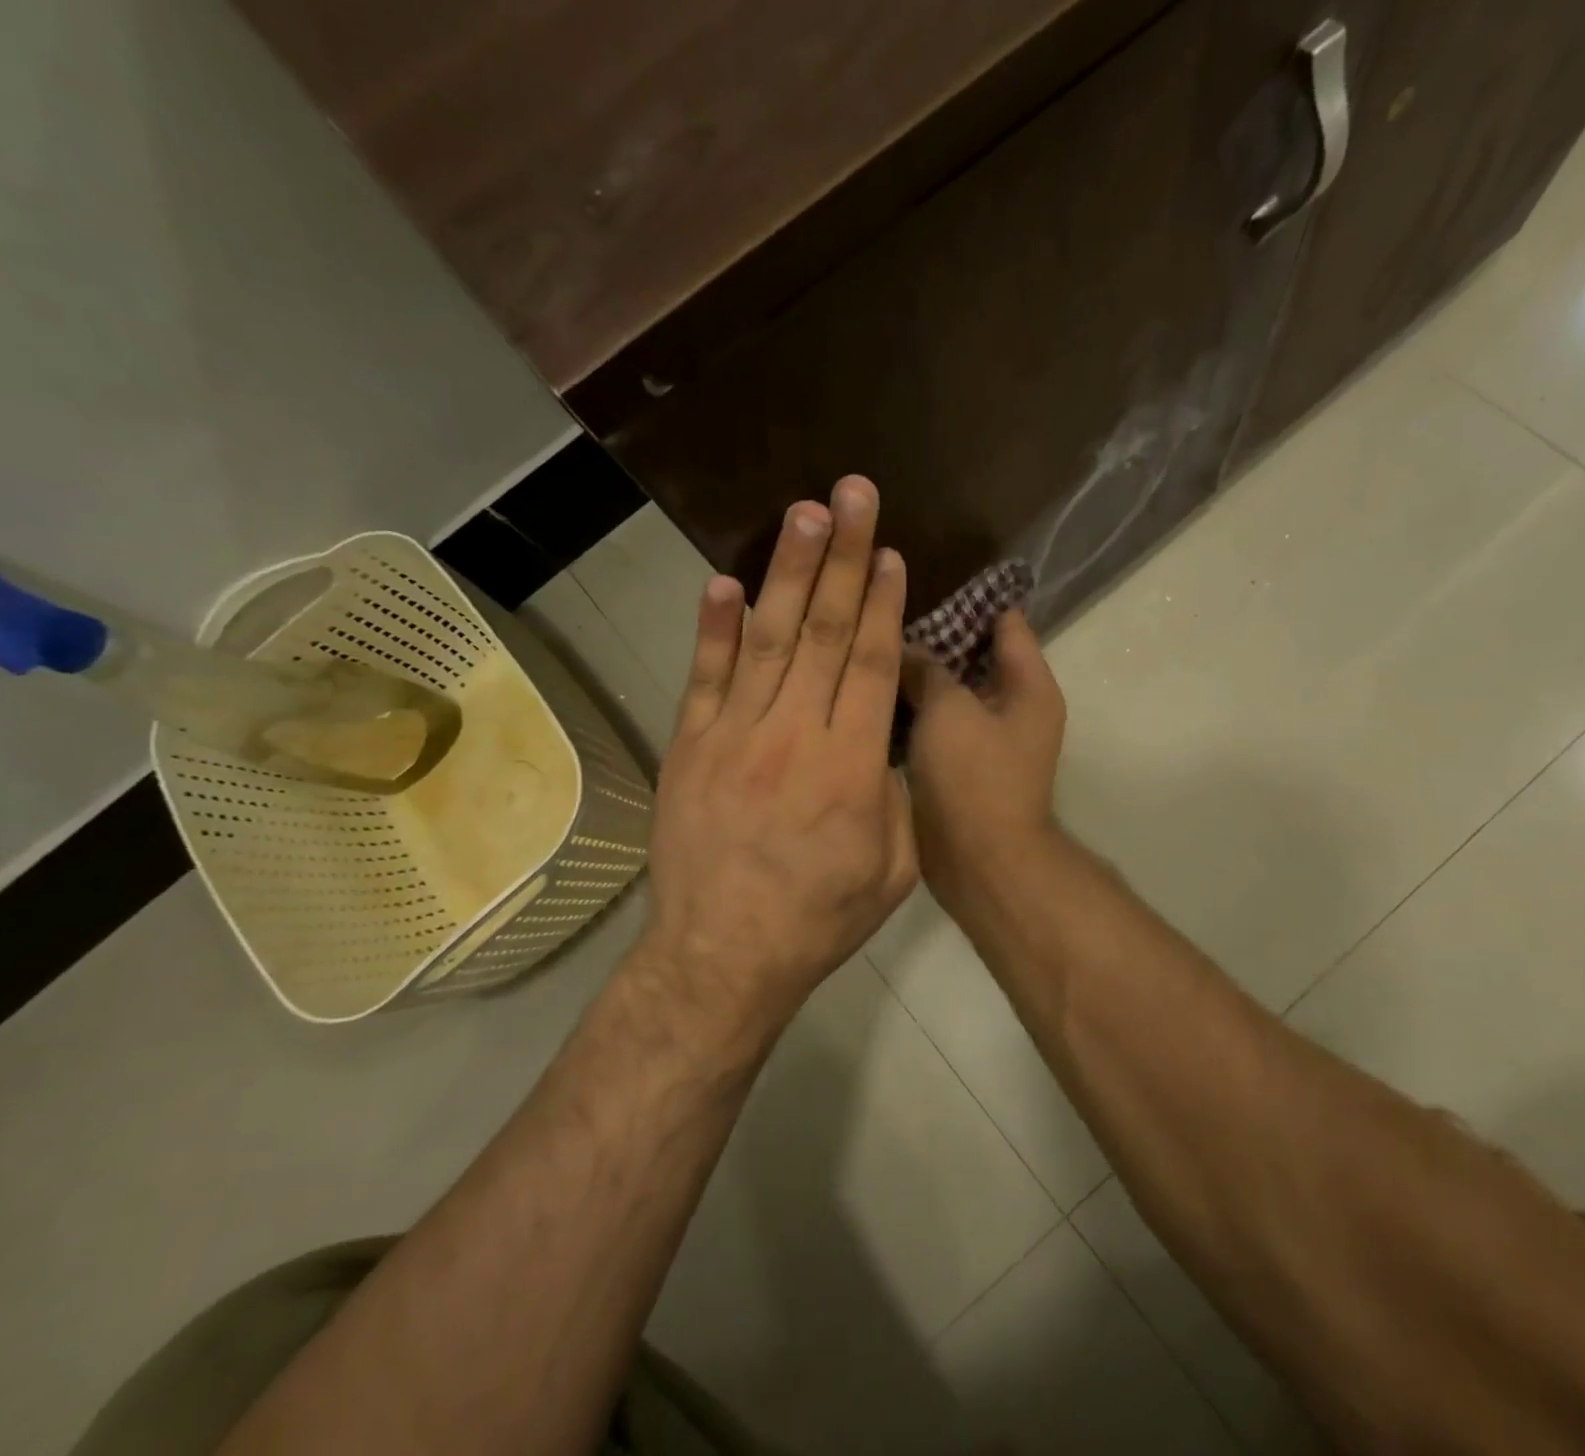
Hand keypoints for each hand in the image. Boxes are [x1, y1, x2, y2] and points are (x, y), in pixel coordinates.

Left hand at [641, 476, 917, 1031]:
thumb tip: (884, 745)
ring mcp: (733, 736)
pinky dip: (714, 628)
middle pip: (822, 632)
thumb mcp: (895, 868)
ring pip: (767, 639)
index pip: (868, 663)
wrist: (722, 956)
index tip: (889, 551)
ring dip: (787, 572)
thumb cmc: (819, 918)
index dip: (880, 602)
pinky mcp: (689, 747)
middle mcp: (792, 734)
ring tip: (804, 514)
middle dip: (842, 558)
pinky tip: (725, 582)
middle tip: (852, 495)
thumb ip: (895, 797)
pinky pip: (704, 677)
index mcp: (851, 766)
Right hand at [902, 611, 1067, 914]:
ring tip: (873, 647)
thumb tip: (906, 649)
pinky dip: (919, 710)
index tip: (922, 579)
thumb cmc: (973, 777)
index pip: (1006, 621)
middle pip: (977, 654)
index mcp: (1030, 685)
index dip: (968, 598)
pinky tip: (877, 694)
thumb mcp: (948, 709)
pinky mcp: (966, 765)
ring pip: (955, 690)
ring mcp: (992, 738)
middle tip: (885, 613)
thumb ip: (928, 669)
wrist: (980, 864)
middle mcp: (1017, 706)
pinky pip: (943, 723)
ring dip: (923, 675)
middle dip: (936, 636)